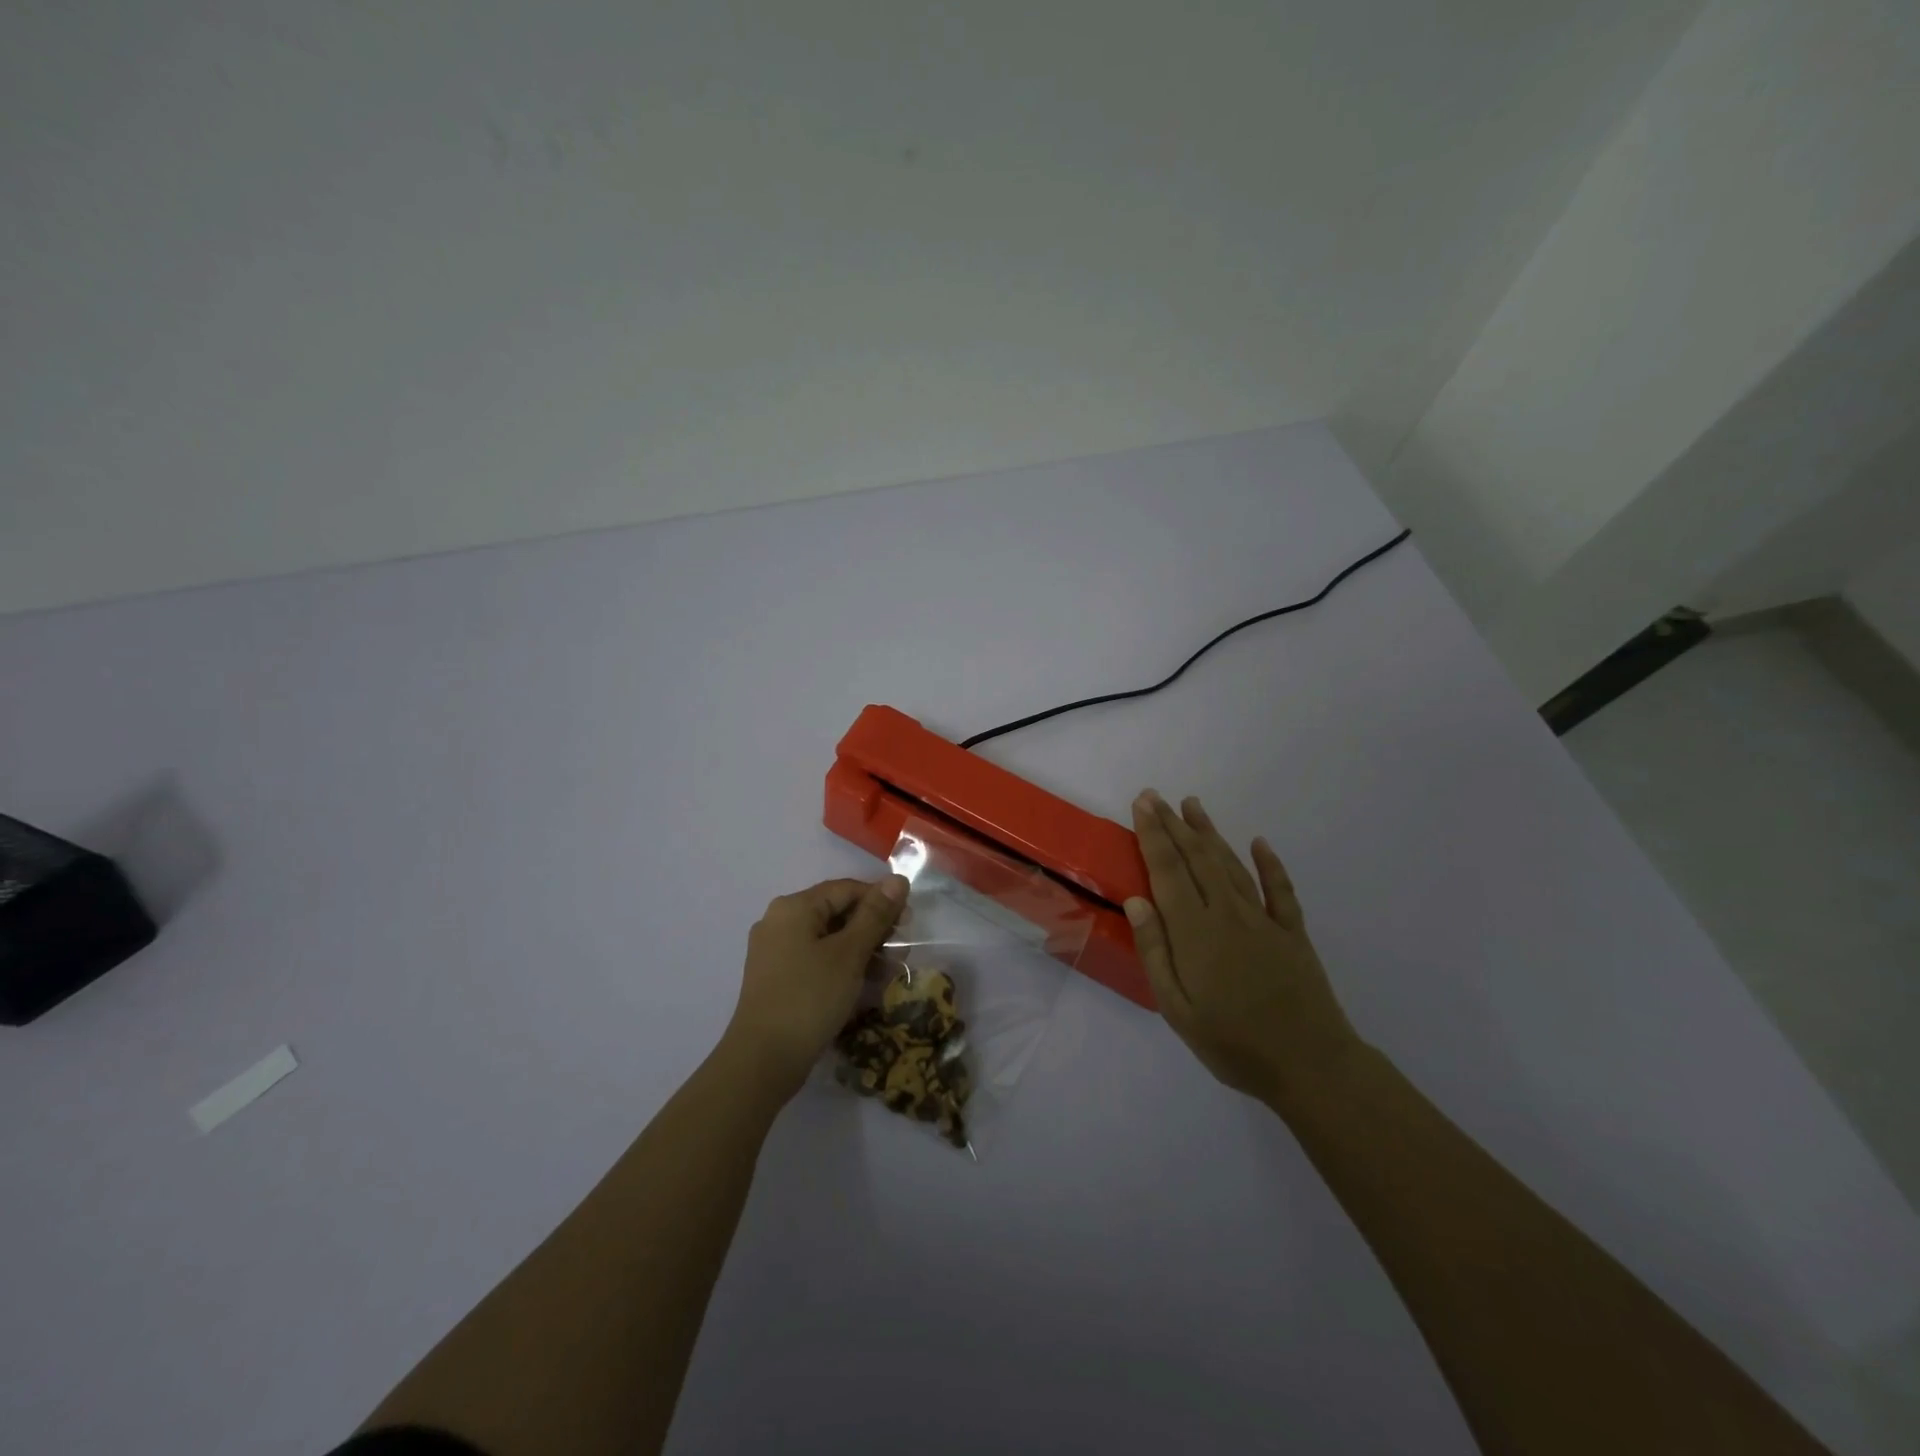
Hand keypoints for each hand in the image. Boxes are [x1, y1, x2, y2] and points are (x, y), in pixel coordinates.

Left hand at [723, 875, 908, 1098]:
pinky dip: (841, 967)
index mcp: (794, 907)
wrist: (763, 1061)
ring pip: (828, 938)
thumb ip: (875, 915)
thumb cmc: (810, 998)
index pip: (846, 889)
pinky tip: (863, 986)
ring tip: (888, 973)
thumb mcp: (849, 954)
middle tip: (901, 951)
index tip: (909, 923)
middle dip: (872, 929)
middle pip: (836, 912)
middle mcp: (779, 922)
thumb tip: (897, 880)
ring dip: (861, 951)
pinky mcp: (777, 979)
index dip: (881, 901)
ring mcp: (775, 952)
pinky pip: (815, 960)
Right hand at [1126, 791, 1360, 1107]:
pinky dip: (1269, 864)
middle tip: (1156, 796)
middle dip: (1173, 824)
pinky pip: (1279, 889)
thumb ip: (1155, 952)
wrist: (1311, 1066)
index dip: (1153, 834)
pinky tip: (1259, 843)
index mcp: (1195, 931)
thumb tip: (1137, 901)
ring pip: (1231, 864)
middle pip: (1197, 858)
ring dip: (1210, 833)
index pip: (1168, 870)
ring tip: (1193, 805)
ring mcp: (1264, 920)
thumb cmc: (1233, 1044)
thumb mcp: (1177, 1009)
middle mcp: (1227, 913)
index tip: (1142, 804)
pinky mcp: (1293, 932)